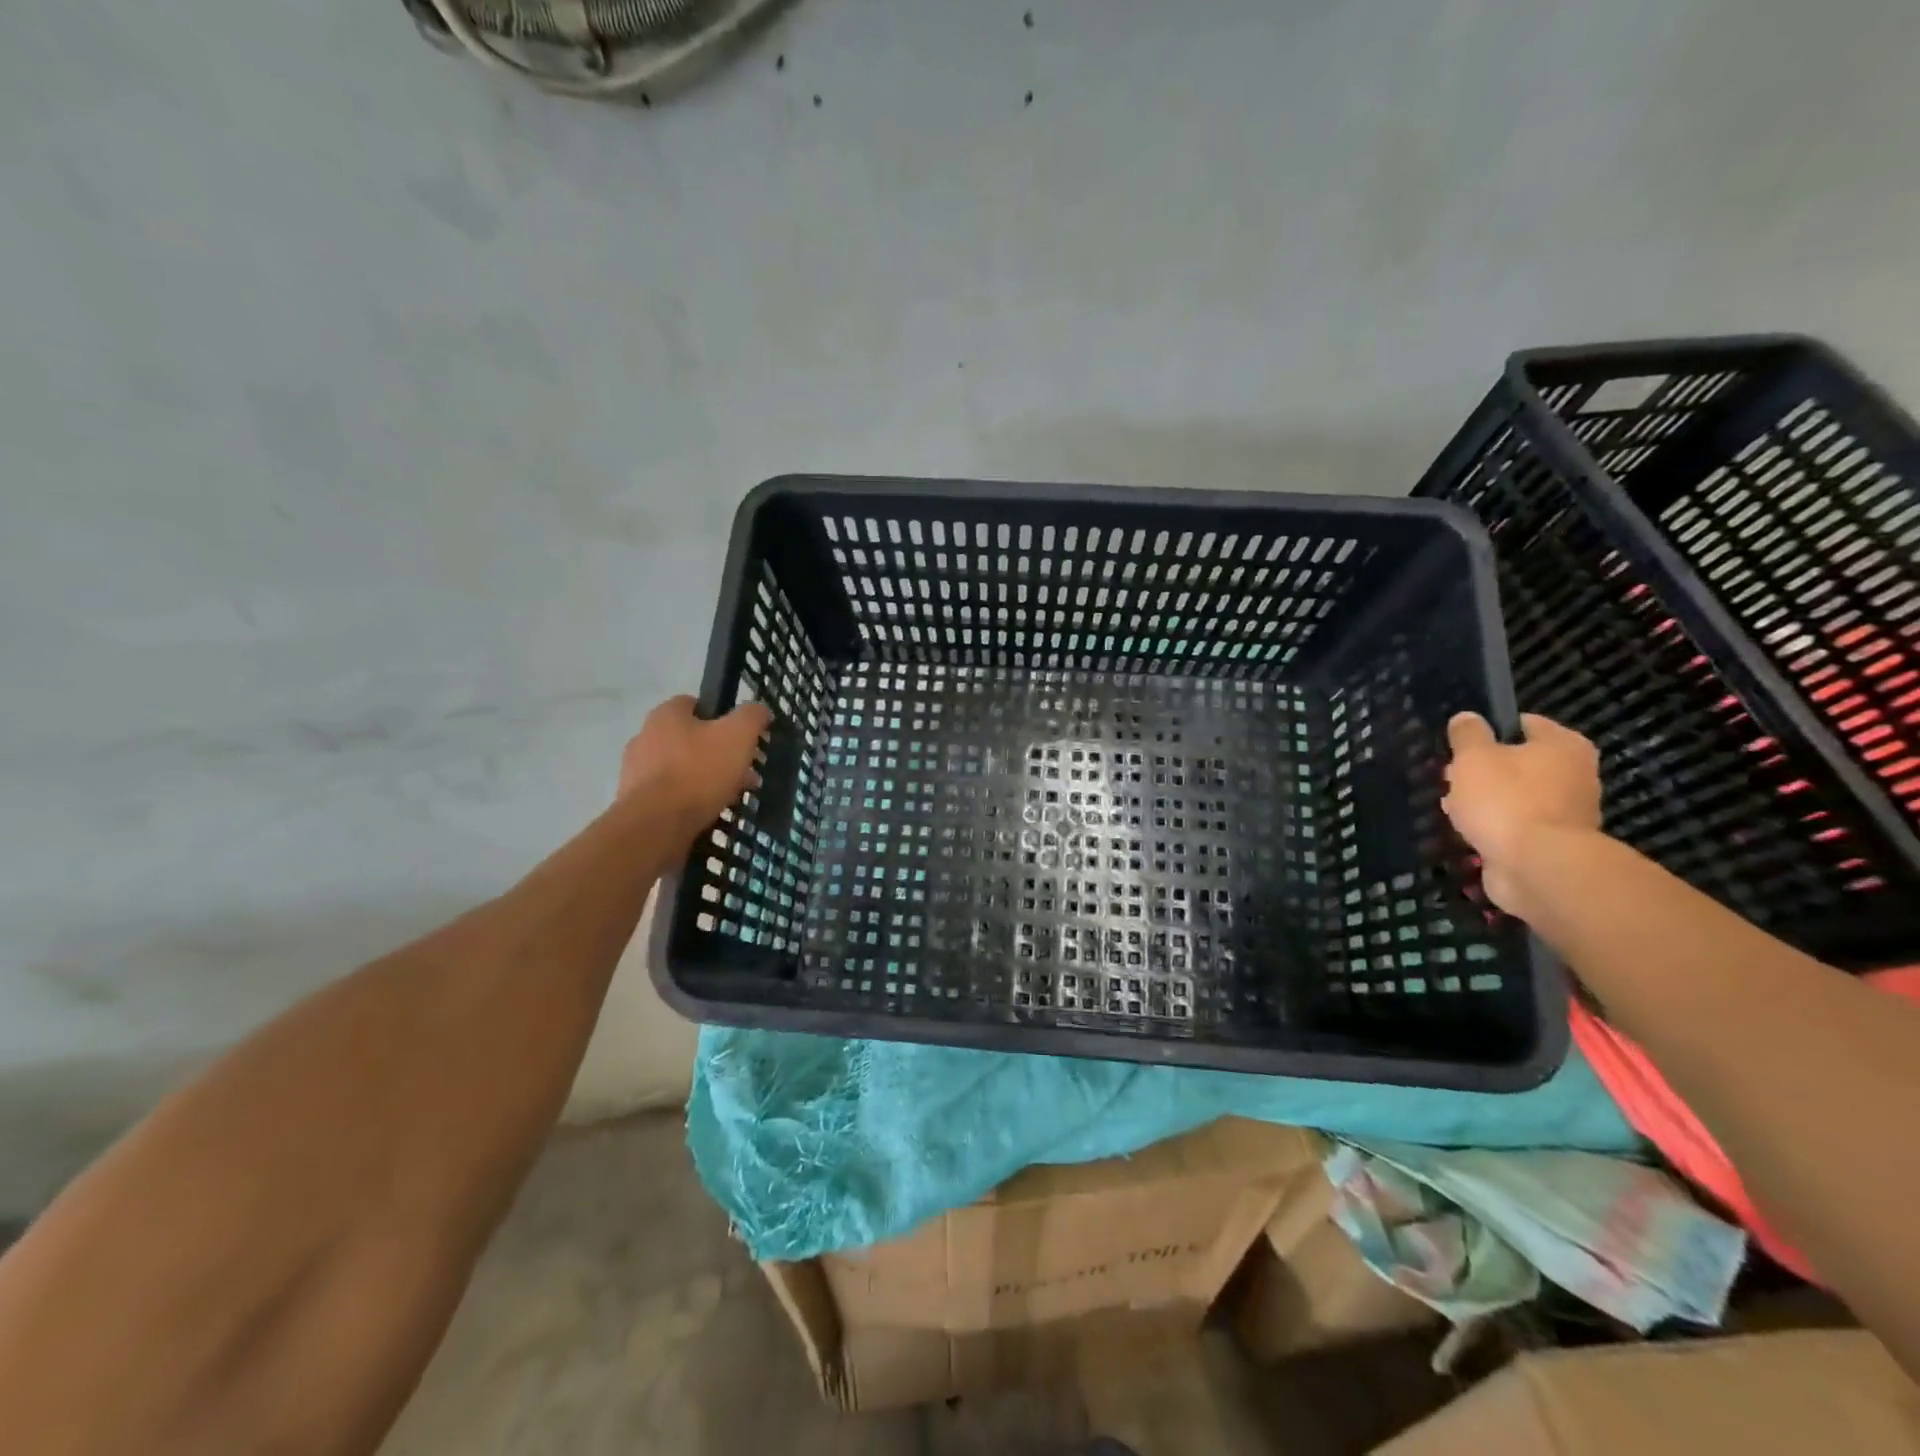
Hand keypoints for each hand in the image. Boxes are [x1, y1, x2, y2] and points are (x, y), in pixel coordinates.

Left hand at [617, 696, 771, 843]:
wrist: (656, 825)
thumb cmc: (699, 772)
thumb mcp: (738, 736)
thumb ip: (751, 716)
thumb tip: (759, 709)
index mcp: (666, 715)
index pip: (695, 704)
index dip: (721, 717)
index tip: (741, 738)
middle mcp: (645, 737)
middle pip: (690, 739)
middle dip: (719, 754)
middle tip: (744, 773)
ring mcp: (636, 771)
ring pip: (681, 768)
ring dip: (706, 779)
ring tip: (731, 797)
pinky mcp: (635, 802)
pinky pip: (670, 795)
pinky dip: (689, 800)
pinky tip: (707, 813)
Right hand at [1442, 712, 1601, 913]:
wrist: (1537, 867)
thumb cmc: (1506, 800)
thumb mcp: (1474, 757)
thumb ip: (1467, 734)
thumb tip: (1467, 718)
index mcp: (1564, 745)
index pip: (1522, 724)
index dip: (1487, 730)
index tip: (1459, 745)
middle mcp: (1575, 774)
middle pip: (1517, 763)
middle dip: (1482, 771)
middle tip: (1451, 779)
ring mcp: (1567, 812)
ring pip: (1514, 796)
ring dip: (1484, 802)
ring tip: (1452, 810)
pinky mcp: (1552, 844)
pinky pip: (1515, 826)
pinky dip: (1493, 828)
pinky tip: (1467, 833)